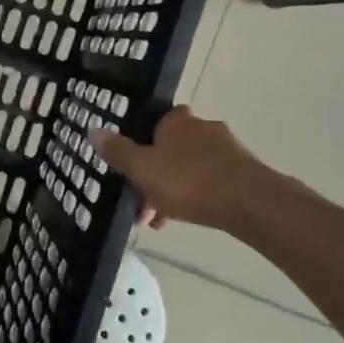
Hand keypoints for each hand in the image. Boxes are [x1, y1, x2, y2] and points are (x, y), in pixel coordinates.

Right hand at [89, 106, 289, 234]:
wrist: (250, 202)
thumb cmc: (189, 181)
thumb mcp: (143, 169)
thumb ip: (118, 151)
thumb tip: (92, 129)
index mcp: (176, 121)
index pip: (152, 123)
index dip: (139, 145)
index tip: (131, 171)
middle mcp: (201, 127)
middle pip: (169, 149)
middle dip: (153, 176)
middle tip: (142, 205)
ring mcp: (225, 148)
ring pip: (188, 167)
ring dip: (172, 190)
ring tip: (161, 221)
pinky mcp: (242, 170)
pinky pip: (210, 180)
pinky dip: (196, 196)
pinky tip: (188, 217)